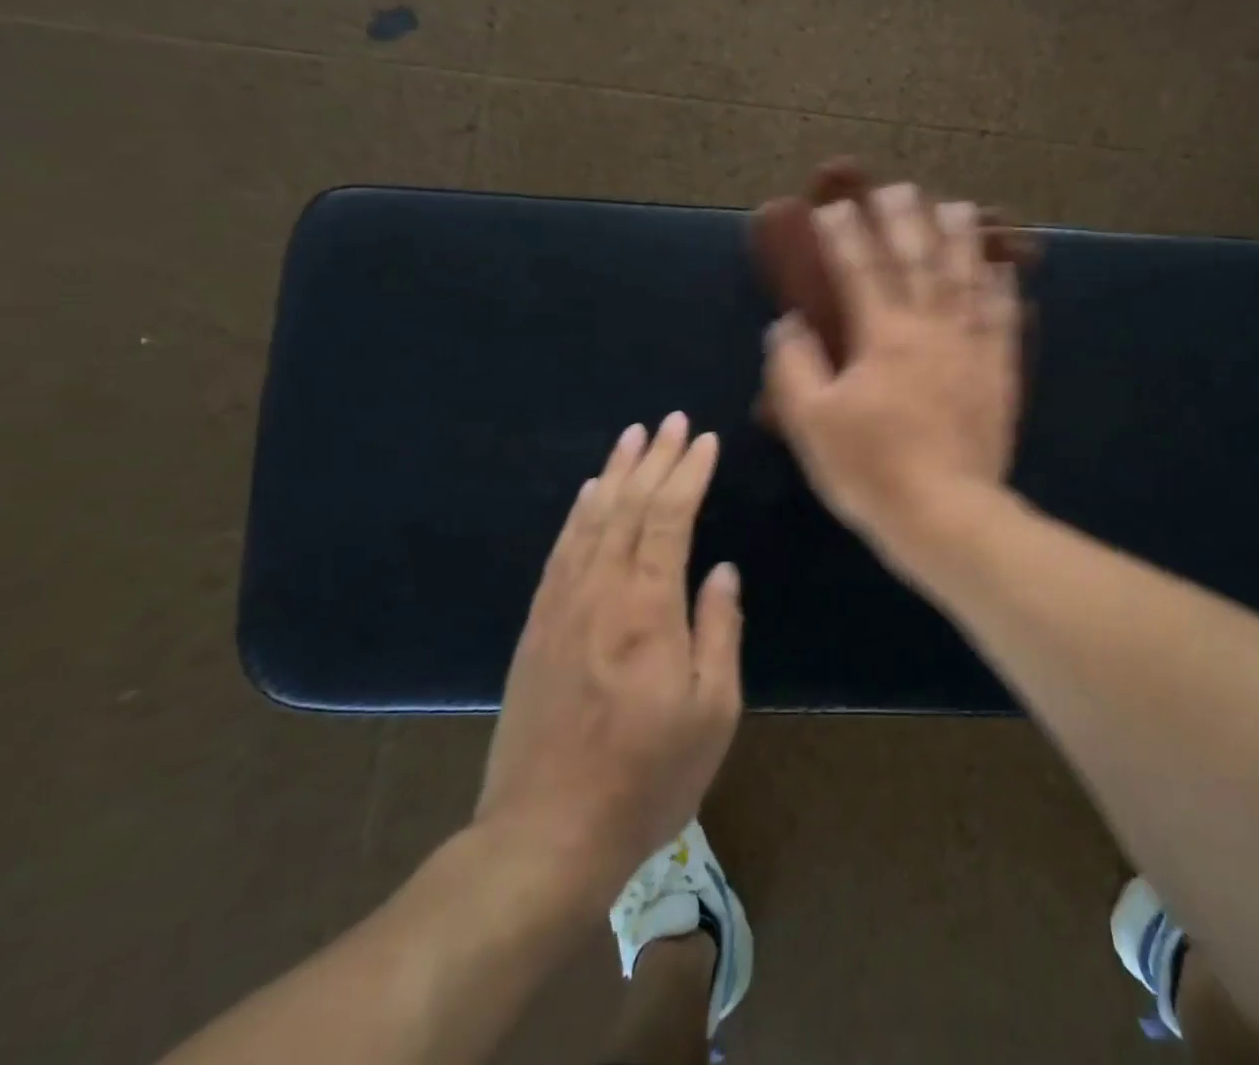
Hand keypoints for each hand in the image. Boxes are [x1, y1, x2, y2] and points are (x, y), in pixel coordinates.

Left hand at [473, 414, 742, 921]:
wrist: (544, 837)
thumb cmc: (646, 779)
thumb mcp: (712, 712)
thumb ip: (719, 630)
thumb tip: (722, 571)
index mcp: (648, 610)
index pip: (669, 519)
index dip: (688, 474)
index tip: (704, 440)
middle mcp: (601, 593)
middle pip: (628, 506)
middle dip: (654, 458)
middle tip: (672, 421)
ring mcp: (561, 607)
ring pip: (591, 520)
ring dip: (614, 473)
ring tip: (633, 437)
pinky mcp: (536, 627)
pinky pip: (561, 551)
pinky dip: (578, 513)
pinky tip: (589, 493)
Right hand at [763, 183, 1020, 546]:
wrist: (944, 513)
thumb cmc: (871, 468)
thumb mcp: (811, 423)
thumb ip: (794, 368)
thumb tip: (787, 325)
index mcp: (882, 337)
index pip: (859, 271)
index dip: (844, 236)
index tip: (832, 207)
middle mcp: (930, 329)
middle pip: (917, 261)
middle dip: (904, 221)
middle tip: (897, 188)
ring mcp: (970, 348)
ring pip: (966, 279)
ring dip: (960, 239)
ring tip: (956, 206)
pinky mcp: (998, 372)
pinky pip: (1004, 319)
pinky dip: (1002, 289)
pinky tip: (1002, 267)